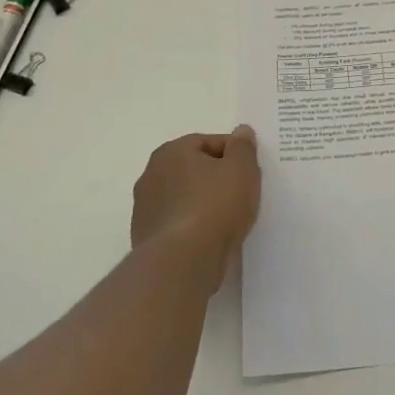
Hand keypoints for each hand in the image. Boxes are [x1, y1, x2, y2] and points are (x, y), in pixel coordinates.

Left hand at [131, 127, 260, 268]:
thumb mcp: (241, 169)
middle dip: (217, 179)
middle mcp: (151, 175)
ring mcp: (145, 209)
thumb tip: (241, 132)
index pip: (209, 143)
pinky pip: (178, 224)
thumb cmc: (215, 206)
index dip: (234, 154)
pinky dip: (193, 227)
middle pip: (194, 170)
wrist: (183, 262)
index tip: (250, 172)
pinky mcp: (146, 239)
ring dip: (204, 204)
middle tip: (242, 194)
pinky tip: (211, 239)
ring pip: (185, 198)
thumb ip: (243, 147)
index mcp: (171, 152)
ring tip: (229, 219)